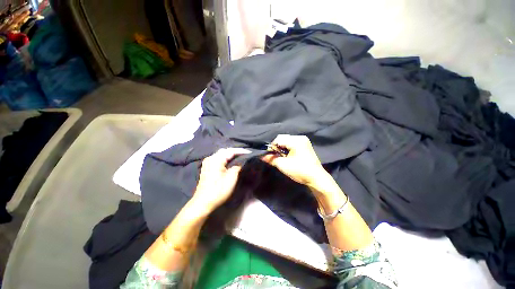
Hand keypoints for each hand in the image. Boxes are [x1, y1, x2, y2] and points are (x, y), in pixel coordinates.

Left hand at [191, 148, 250, 212]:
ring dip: (231, 154)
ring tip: (240, 156)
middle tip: (245, 154)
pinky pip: (218, 158)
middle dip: (236, 152)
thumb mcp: (231, 178)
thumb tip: (241, 162)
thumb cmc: (218, 190)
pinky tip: (231, 161)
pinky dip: (226, 158)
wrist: (203, 202)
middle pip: (225, 151)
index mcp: (216, 159)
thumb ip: (237, 166)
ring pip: (221, 154)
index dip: (241, 151)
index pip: (231, 151)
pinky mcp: (207, 167)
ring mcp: (208, 162)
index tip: (250, 152)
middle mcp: (211, 158)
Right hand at [261, 134, 330, 188]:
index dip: (272, 147)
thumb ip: (271, 159)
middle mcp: (300, 138)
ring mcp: (304, 141)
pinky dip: (287, 148)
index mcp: (296, 140)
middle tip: (276, 156)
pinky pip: (292, 143)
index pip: (279, 139)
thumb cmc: (299, 171)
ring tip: (281, 157)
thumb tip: (261, 156)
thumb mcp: (283, 165)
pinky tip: (287, 156)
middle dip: (277, 147)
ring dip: (282, 148)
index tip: (270, 155)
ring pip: (287, 141)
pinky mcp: (305, 145)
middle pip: (283, 138)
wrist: (316, 178)